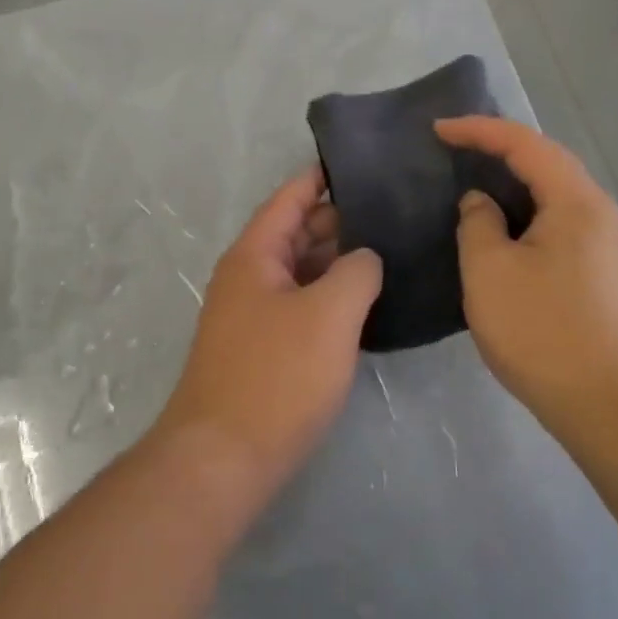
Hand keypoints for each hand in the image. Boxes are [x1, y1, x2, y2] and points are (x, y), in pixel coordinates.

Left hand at [154, 167, 382, 503]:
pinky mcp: (263, 350)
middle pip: (295, 233)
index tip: (360, 161)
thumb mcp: (328, 314)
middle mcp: (248, 277)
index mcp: (254, 255)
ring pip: (300, 272)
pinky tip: (367, 302)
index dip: (321, 177)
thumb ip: (356, 272)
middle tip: (394, 209)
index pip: (289, 198)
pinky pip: (300, 306)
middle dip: (340, 219)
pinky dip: (330, 297)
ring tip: (391, 248)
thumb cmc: (276, 376)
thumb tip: (365, 256)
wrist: (223, 457)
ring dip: (337, 261)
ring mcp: (252, 315)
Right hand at [434, 116, 617, 431]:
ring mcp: (606, 246)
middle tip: (453, 149)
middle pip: (547, 163)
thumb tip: (482, 203)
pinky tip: (499, 231)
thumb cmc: (542, 330)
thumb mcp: (489, 270)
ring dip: (512, 182)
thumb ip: (478, 223)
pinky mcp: (601, 274)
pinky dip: (524, 213)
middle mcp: (599, 214)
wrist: (608, 405)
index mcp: (575, 202)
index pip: (526, 144)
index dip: (479, 130)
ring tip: (471, 182)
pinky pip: (557, 223)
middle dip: (498, 149)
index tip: (437, 130)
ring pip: (553, 195)